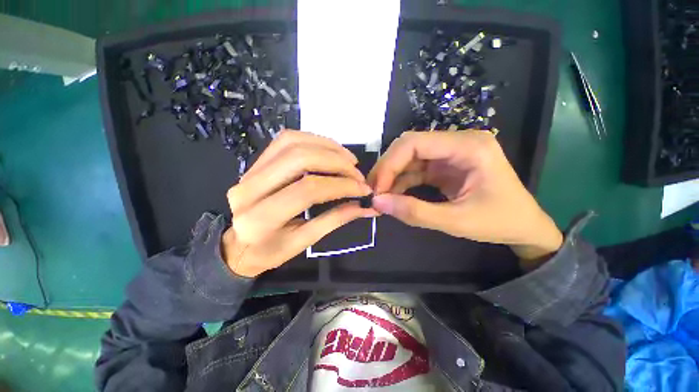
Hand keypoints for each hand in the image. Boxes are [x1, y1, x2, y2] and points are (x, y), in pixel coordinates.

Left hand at [222, 130, 376, 276]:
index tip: (363, 189)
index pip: (308, 190)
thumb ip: (334, 220)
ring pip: (293, 143)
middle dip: (336, 162)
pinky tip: (330, 151)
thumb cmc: (271, 250)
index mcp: (260, 219)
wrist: (239, 244)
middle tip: (357, 172)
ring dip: (327, 147)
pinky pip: (286, 140)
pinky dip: (314, 140)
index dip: (341, 186)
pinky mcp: (255, 162)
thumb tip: (365, 206)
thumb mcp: (304, 242)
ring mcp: (249, 171)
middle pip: (300, 159)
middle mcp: (249, 189)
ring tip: (349, 159)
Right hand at [368, 131, 561, 265]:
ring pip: (409, 158)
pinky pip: (415, 169)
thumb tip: (377, 203)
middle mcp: (457, 142)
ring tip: (379, 196)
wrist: (525, 227)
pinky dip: (401, 182)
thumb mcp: (457, 222)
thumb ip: (415, 212)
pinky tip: (393, 195)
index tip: (376, 189)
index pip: (415, 143)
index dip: (389, 164)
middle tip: (374, 192)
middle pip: (409, 147)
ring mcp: (450, 153)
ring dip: (391, 176)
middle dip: (387, 169)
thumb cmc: (500, 222)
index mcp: (468, 147)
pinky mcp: (445, 166)